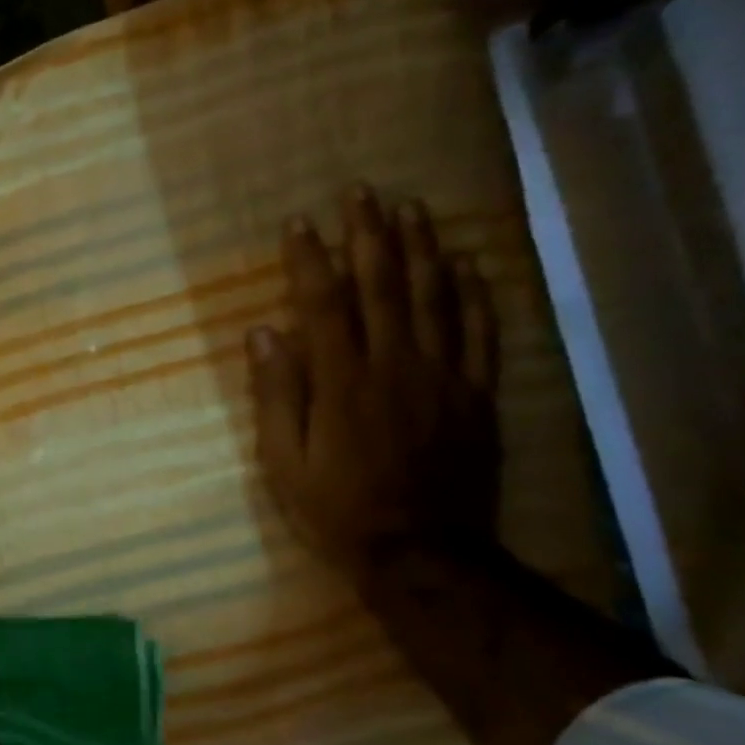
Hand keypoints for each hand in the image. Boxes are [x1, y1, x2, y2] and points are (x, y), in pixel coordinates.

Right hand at [247, 184, 500, 586]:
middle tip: (362, 192)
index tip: (299, 223)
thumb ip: (276, 395)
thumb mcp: (284, 462)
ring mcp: (444, 377)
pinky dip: (475, 294)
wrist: (421, 553)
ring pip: (436, 297)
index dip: (310, 259)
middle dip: (370, 235)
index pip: (323, 304)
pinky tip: (468, 264)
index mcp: (342, 382)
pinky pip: (481, 333)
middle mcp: (395, 365)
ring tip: (412, 209)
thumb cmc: (337, 509)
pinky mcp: (477, 395)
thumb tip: (263, 333)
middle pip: (384, 286)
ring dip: (423, 248)